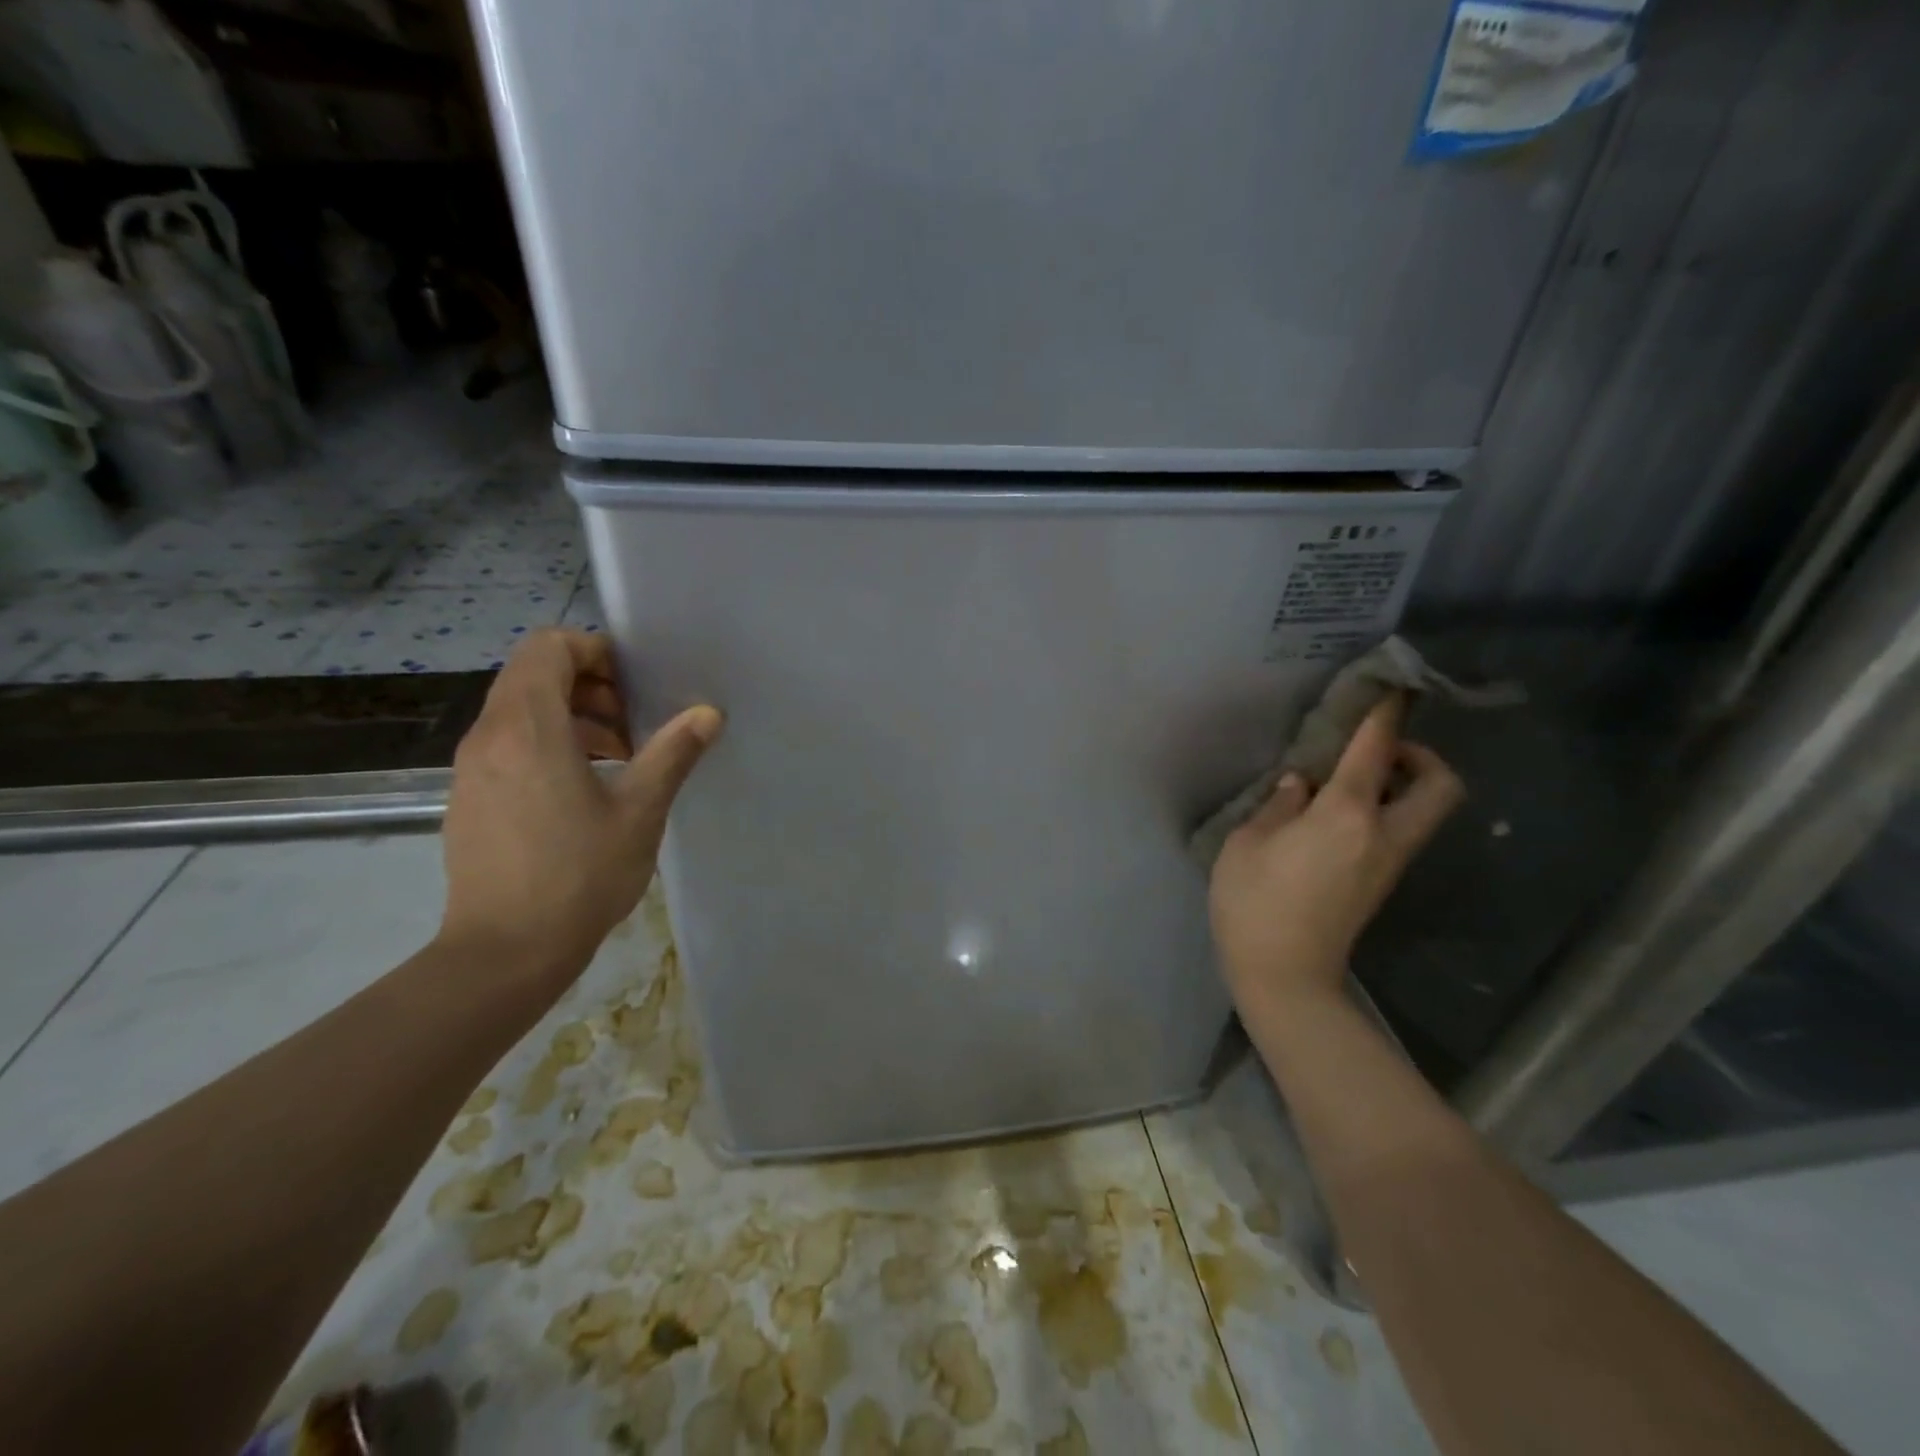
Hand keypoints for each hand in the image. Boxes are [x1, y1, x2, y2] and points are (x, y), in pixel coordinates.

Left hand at [438, 629, 721, 981]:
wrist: (504, 952)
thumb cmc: (579, 876)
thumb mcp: (640, 811)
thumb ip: (673, 753)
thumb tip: (708, 712)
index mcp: (527, 729)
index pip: (548, 647)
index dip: (594, 651)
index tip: (636, 684)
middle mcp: (489, 736)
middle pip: (533, 674)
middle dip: (590, 685)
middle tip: (635, 724)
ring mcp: (472, 768)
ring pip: (520, 710)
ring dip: (572, 716)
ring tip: (619, 757)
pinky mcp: (469, 796)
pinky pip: (509, 743)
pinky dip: (548, 744)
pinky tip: (585, 788)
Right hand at [1210, 696, 1461, 1013]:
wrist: (1285, 976)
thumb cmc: (1255, 904)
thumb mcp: (1247, 844)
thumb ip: (1277, 805)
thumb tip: (1300, 785)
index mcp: (1346, 815)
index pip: (1376, 750)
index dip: (1385, 713)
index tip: (1391, 686)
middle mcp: (1383, 833)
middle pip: (1439, 785)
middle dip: (1421, 755)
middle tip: (1378, 749)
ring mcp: (1388, 862)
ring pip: (1424, 810)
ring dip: (1403, 783)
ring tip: (1351, 778)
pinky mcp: (1380, 883)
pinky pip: (1400, 830)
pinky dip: (1385, 808)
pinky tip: (1336, 813)